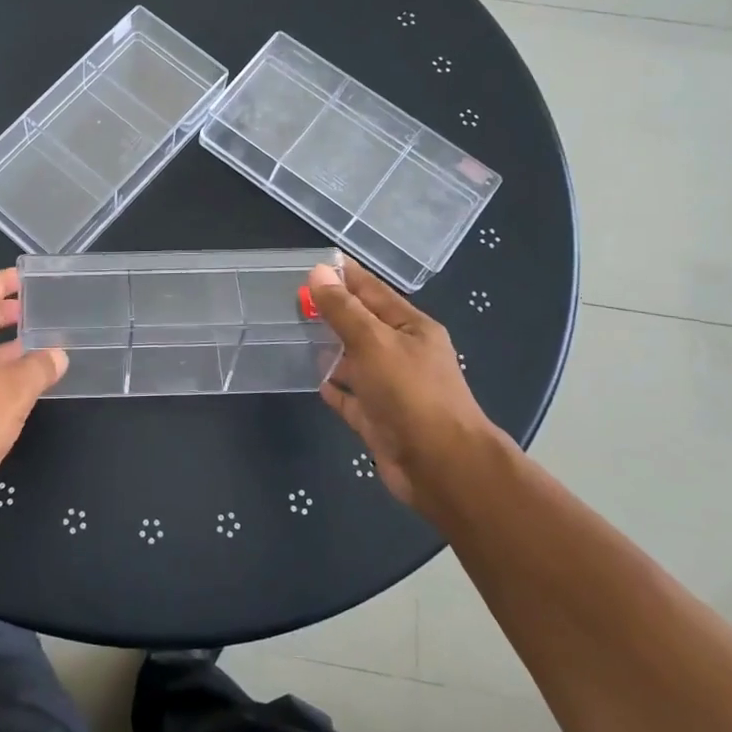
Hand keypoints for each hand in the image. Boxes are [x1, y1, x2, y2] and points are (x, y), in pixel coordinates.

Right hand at [307, 261, 509, 518]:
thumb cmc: (411, 394)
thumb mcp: (374, 342)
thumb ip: (343, 309)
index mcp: (411, 328)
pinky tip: (313, 379)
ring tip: (293, 332)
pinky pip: (350, 396)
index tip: (312, 263)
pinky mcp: (377, 419)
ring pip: (354, 360)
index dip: (345, 276)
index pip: (372, 291)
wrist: (440, 467)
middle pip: (362, 325)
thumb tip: (318, 272)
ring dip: (329, 348)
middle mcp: (402, 354)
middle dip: (332, 311)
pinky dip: (334, 387)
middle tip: (291, 297)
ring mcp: (390, 388)